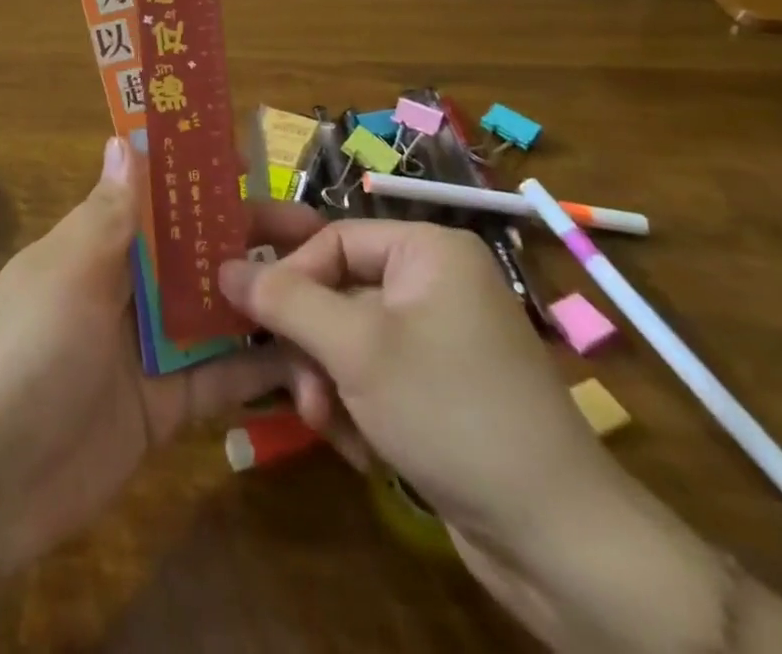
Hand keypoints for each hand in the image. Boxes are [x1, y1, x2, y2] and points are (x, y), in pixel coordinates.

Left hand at [0, 137, 303, 572]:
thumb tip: (124, 138)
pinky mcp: (168, 405)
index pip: (156, 195)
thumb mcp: (68, 271)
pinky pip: (222, 378)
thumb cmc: (29, 351)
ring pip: (217, 311)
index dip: (199, 176)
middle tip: (317, 235)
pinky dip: (262, 371)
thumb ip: (108, 212)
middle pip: (197, 250)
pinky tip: (313, 362)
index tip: (254, 164)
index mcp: (99, 244)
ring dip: (264, 300)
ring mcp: (149, 348)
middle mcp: (128, 288)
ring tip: (328, 290)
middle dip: (249, 237)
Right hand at [218, 219, 727, 649]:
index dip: (291, 278)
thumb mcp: (355, 349)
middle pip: (338, 292)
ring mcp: (439, 338)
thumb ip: (284, 300)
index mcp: (426, 251)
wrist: (559, 542)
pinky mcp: (440, 388)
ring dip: (328, 382)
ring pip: (349, 340)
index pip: (332, 240)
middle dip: (312, 345)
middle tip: (301, 390)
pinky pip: (374, 376)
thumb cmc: (450, 412)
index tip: (259, 321)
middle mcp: (434, 283)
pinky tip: (364, 448)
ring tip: (330, 427)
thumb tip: (223, 266)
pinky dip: (357, 407)